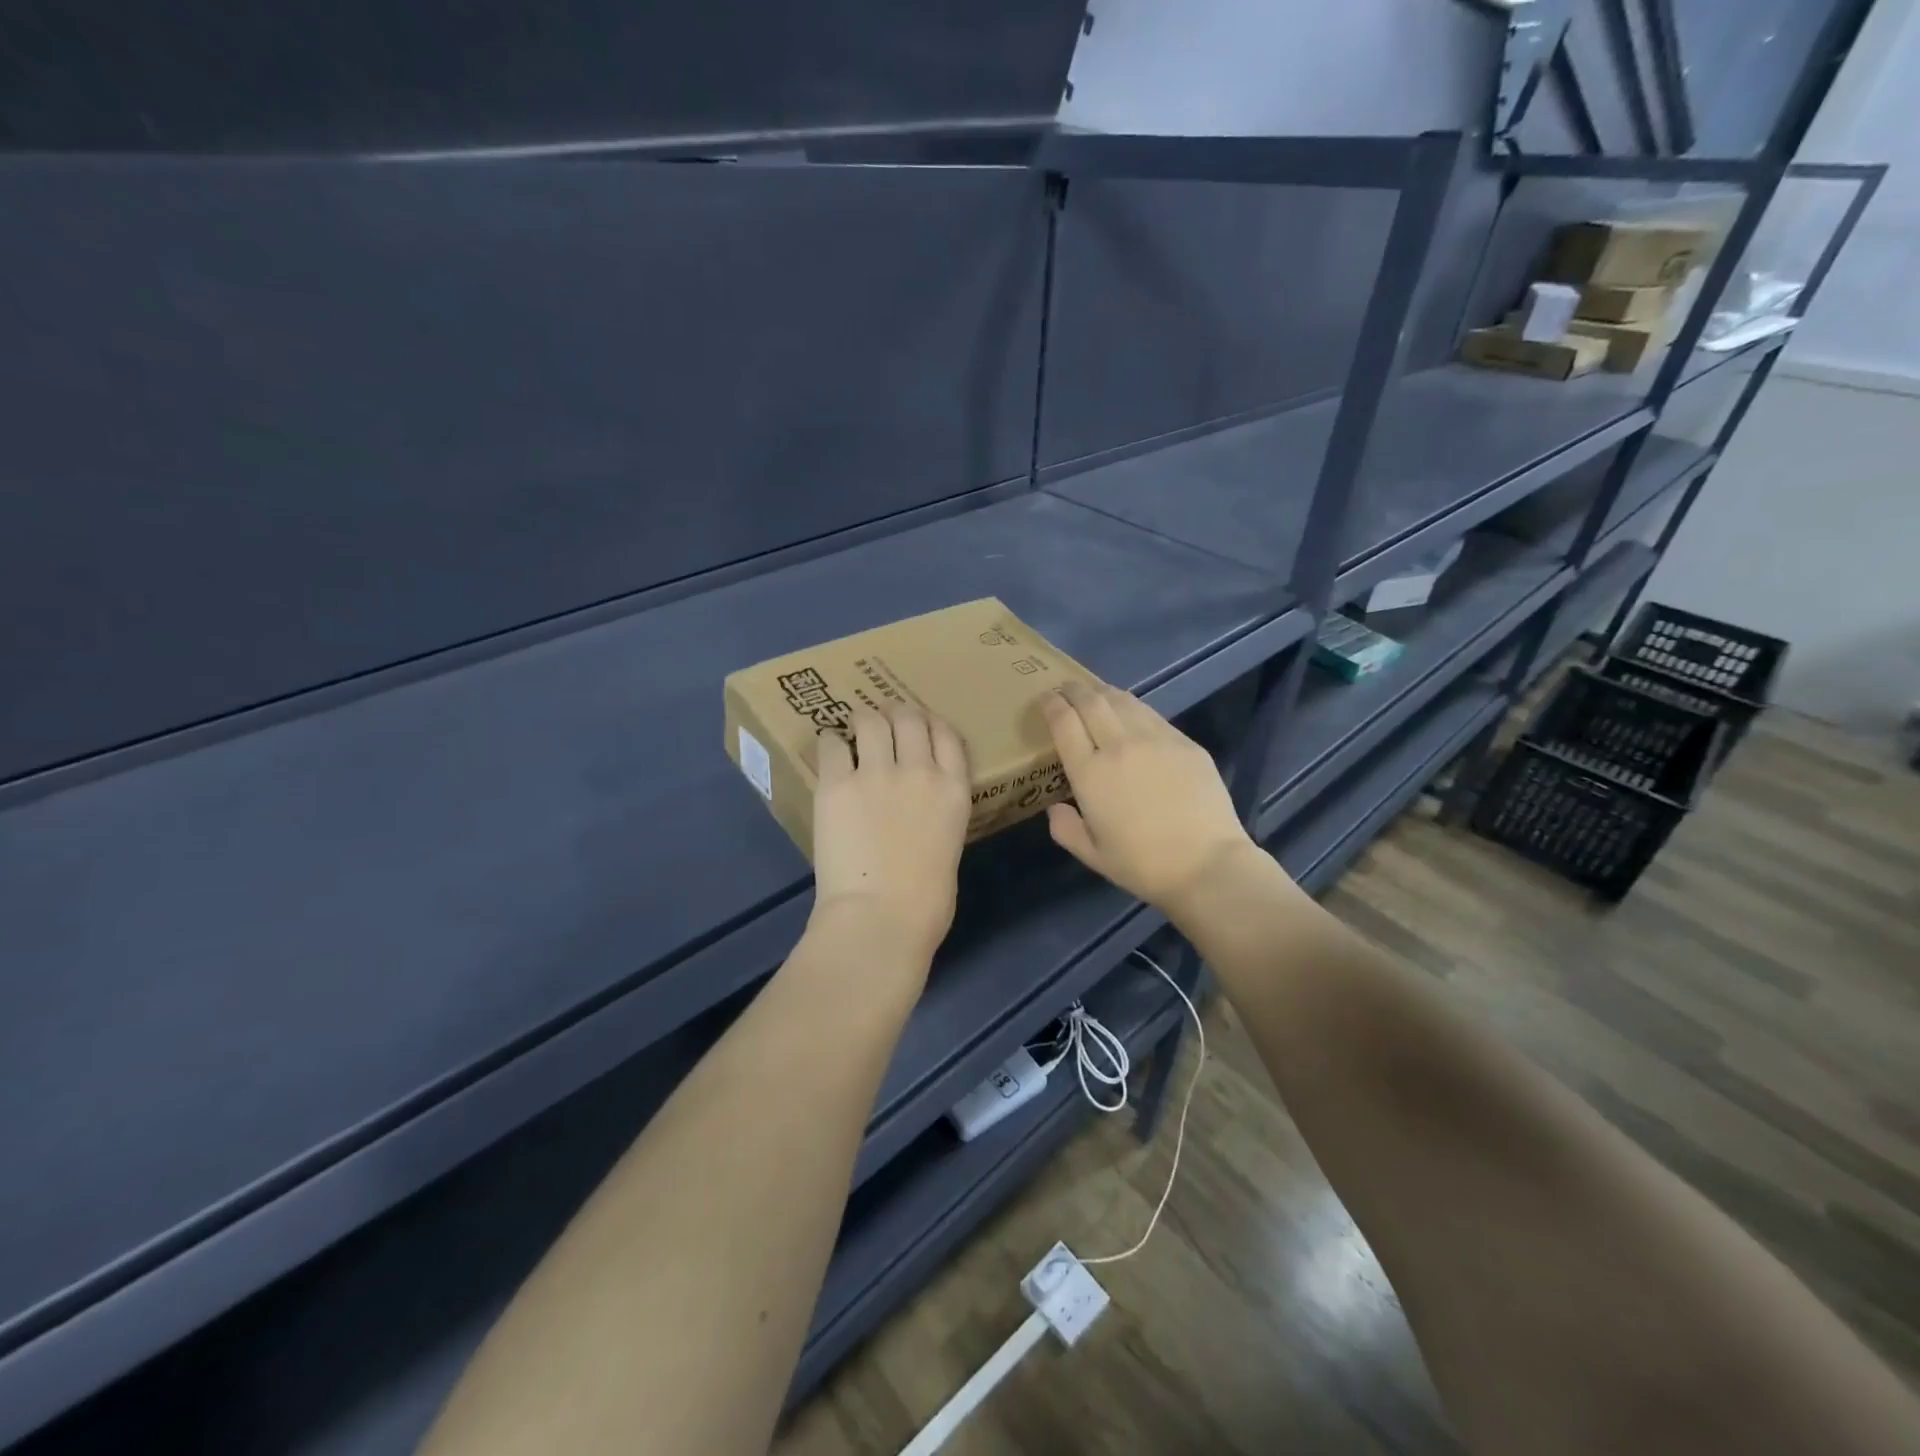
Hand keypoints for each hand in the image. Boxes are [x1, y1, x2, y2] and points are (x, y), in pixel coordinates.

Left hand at [810, 704, 971, 969]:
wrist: (882, 917)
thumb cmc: (925, 902)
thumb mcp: (949, 846)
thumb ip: (938, 815)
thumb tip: (918, 810)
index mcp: (954, 790)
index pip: (947, 734)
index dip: (931, 723)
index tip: (920, 726)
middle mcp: (919, 770)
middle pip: (909, 717)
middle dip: (896, 714)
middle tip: (884, 722)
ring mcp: (877, 773)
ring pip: (871, 720)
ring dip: (863, 720)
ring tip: (854, 728)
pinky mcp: (838, 784)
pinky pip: (832, 745)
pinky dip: (831, 743)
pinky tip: (830, 749)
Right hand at [1043, 683, 1260, 917]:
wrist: (1206, 864)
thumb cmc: (1143, 865)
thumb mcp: (1092, 855)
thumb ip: (1066, 829)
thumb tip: (1055, 808)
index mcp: (1090, 773)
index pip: (1064, 722)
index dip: (1051, 704)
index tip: (1045, 698)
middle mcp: (1119, 746)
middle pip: (1091, 701)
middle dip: (1074, 690)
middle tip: (1066, 688)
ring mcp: (1155, 739)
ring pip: (1123, 700)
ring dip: (1103, 692)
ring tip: (1096, 693)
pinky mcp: (1184, 742)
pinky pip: (1151, 714)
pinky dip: (1133, 706)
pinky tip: (1132, 712)